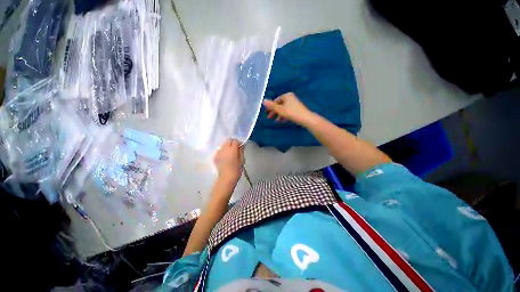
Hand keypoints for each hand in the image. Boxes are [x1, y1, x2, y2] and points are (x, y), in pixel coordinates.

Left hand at [213, 139, 243, 183]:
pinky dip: (223, 152)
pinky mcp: (215, 157)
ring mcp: (218, 152)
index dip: (238, 143)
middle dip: (232, 143)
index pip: (235, 140)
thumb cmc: (236, 169)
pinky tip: (225, 158)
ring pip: (223, 145)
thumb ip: (241, 150)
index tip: (240, 147)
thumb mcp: (242, 160)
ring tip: (229, 154)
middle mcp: (224, 149)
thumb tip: (241, 145)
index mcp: (232, 149)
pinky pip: (219, 151)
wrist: (226, 178)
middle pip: (228, 141)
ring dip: (227, 147)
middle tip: (235, 150)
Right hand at [263, 92, 313, 125]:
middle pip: (279, 105)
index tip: (267, 114)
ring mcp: (294, 103)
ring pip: (283, 109)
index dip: (270, 108)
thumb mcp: (280, 109)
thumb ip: (271, 106)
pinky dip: (284, 116)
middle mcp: (290, 98)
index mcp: (286, 96)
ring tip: (276, 121)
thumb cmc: (291, 113)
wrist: (305, 118)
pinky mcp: (297, 109)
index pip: (275, 101)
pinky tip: (282, 121)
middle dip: (274, 112)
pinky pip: (288, 111)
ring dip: (279, 115)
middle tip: (269, 118)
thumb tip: (263, 100)